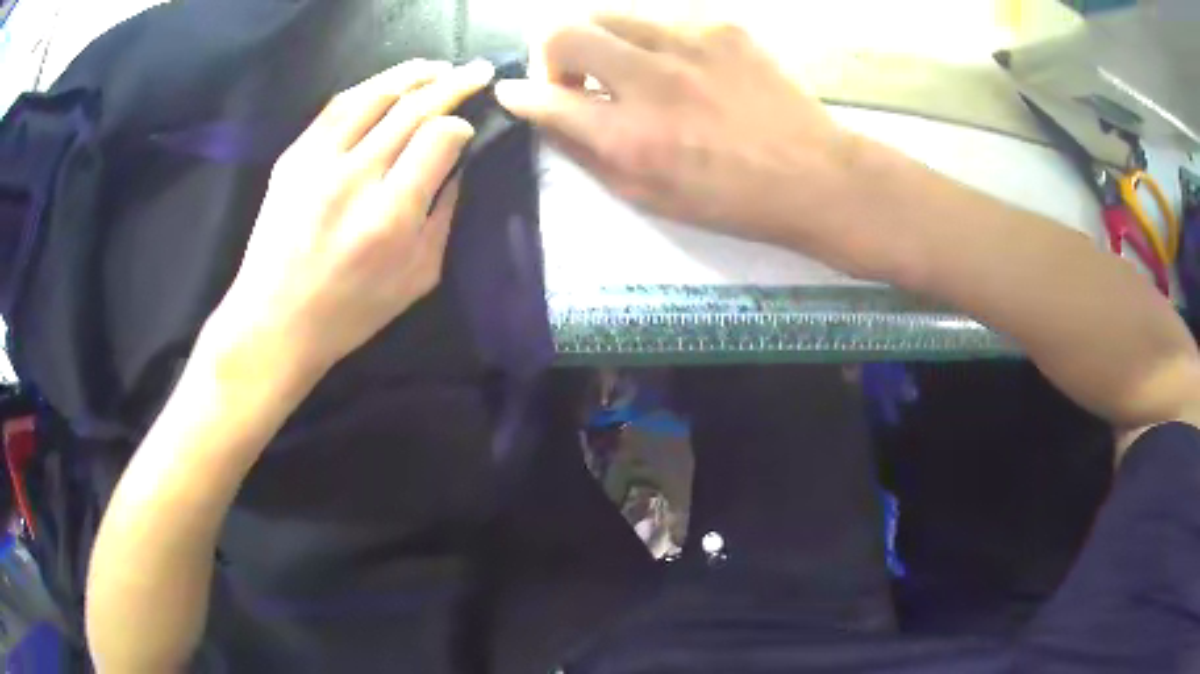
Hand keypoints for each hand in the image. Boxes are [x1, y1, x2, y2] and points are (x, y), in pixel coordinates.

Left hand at [203, 59, 495, 382]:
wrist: (274, 320)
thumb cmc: (350, 311)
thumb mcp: (418, 277)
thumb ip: (443, 215)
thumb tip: (456, 164)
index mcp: (391, 214)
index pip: (439, 138)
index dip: (461, 123)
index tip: (470, 126)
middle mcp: (355, 177)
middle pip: (412, 108)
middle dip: (453, 83)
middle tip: (477, 70)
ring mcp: (318, 161)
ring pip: (374, 95)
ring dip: (413, 74)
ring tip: (438, 67)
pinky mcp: (293, 156)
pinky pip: (337, 106)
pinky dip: (370, 88)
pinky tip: (388, 84)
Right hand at [494, 15, 858, 248]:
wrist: (815, 176)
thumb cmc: (731, 199)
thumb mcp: (649, 197)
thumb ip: (588, 154)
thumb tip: (548, 118)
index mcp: (629, 137)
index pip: (543, 98)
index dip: (520, 94)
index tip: (517, 93)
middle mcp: (650, 80)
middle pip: (563, 31)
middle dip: (552, 54)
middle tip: (577, 77)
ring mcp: (689, 43)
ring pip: (609, 13)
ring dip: (602, 40)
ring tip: (628, 67)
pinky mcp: (723, 27)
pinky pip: (663, 19)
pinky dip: (654, 39)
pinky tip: (682, 66)